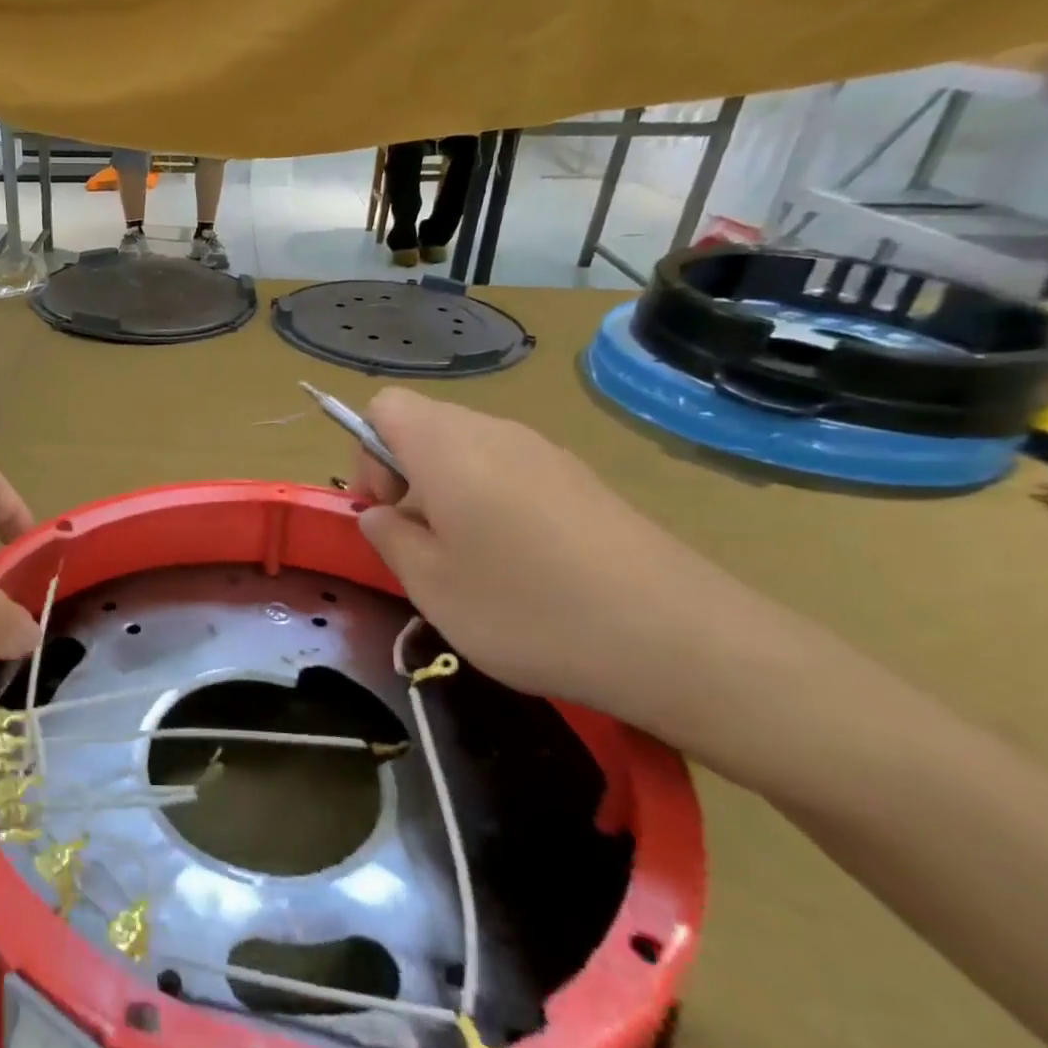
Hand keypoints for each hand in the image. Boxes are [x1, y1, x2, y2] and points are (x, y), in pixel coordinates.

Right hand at [350, 391, 801, 737]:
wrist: (680, 641)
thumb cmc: (528, 610)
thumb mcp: (431, 586)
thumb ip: (388, 538)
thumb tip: (381, 514)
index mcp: (448, 447)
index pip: (384, 406)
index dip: (366, 453)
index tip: (385, 512)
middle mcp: (497, 433)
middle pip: (426, 426)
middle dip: (405, 476)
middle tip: (422, 544)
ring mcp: (548, 454)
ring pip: (469, 452)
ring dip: (448, 493)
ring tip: (469, 561)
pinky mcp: (584, 482)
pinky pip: (512, 472)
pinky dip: (492, 503)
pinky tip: (521, 564)